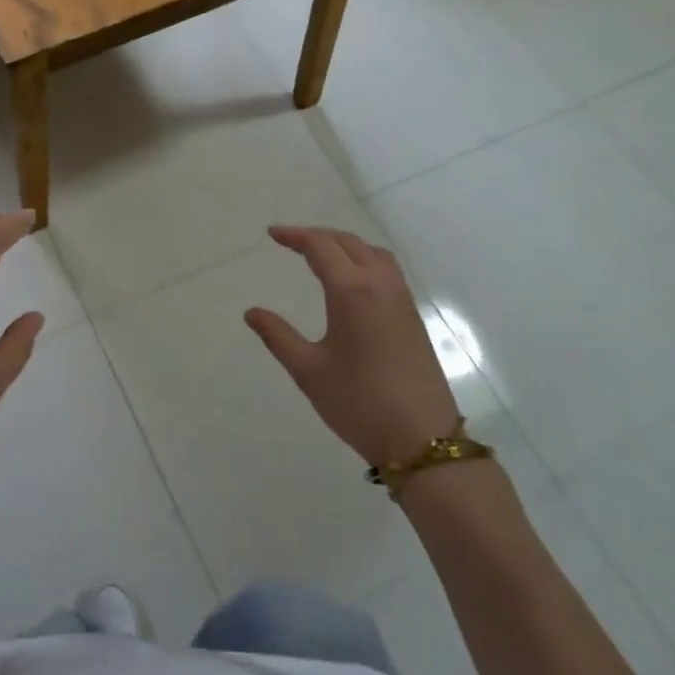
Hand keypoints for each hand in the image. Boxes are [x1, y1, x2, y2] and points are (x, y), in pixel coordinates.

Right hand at [245, 225, 461, 467]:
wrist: (422, 439)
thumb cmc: (359, 403)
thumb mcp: (309, 371)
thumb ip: (278, 336)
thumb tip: (252, 312)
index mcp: (352, 291)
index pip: (321, 247)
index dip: (295, 236)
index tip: (272, 234)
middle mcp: (380, 285)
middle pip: (348, 242)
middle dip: (318, 236)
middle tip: (290, 241)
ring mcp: (402, 299)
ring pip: (373, 253)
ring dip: (345, 244)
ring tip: (321, 254)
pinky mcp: (412, 316)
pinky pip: (387, 270)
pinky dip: (365, 259)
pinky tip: (353, 280)